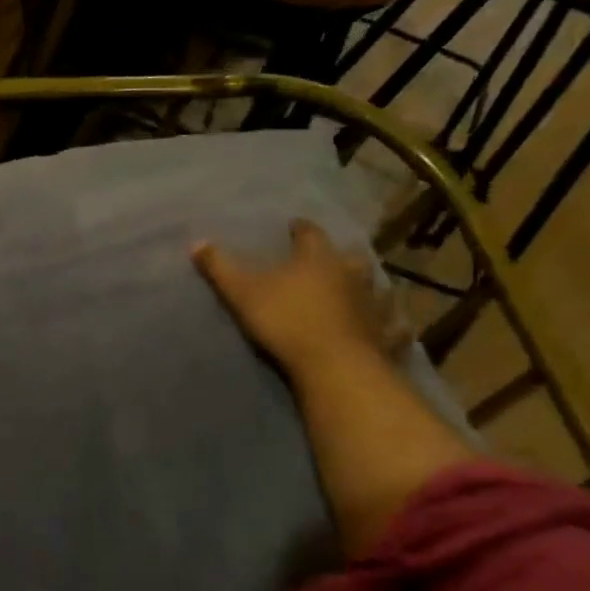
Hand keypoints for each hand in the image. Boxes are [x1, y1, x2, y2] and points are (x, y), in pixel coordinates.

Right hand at [192, 219, 408, 377]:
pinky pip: (393, 327)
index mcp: (317, 259)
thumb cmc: (285, 320)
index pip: (310, 233)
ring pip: (375, 288)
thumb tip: (196, 242)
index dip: (300, 229)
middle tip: (329, 259)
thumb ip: (219, 268)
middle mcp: (351, 274)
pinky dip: (392, 326)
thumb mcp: (241, 292)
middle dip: (338, 256)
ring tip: (360, 289)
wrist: (333, 364)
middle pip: (348, 257)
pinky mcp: (385, 335)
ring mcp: (373, 305)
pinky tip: (393, 328)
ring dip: (368, 286)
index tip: (294, 226)